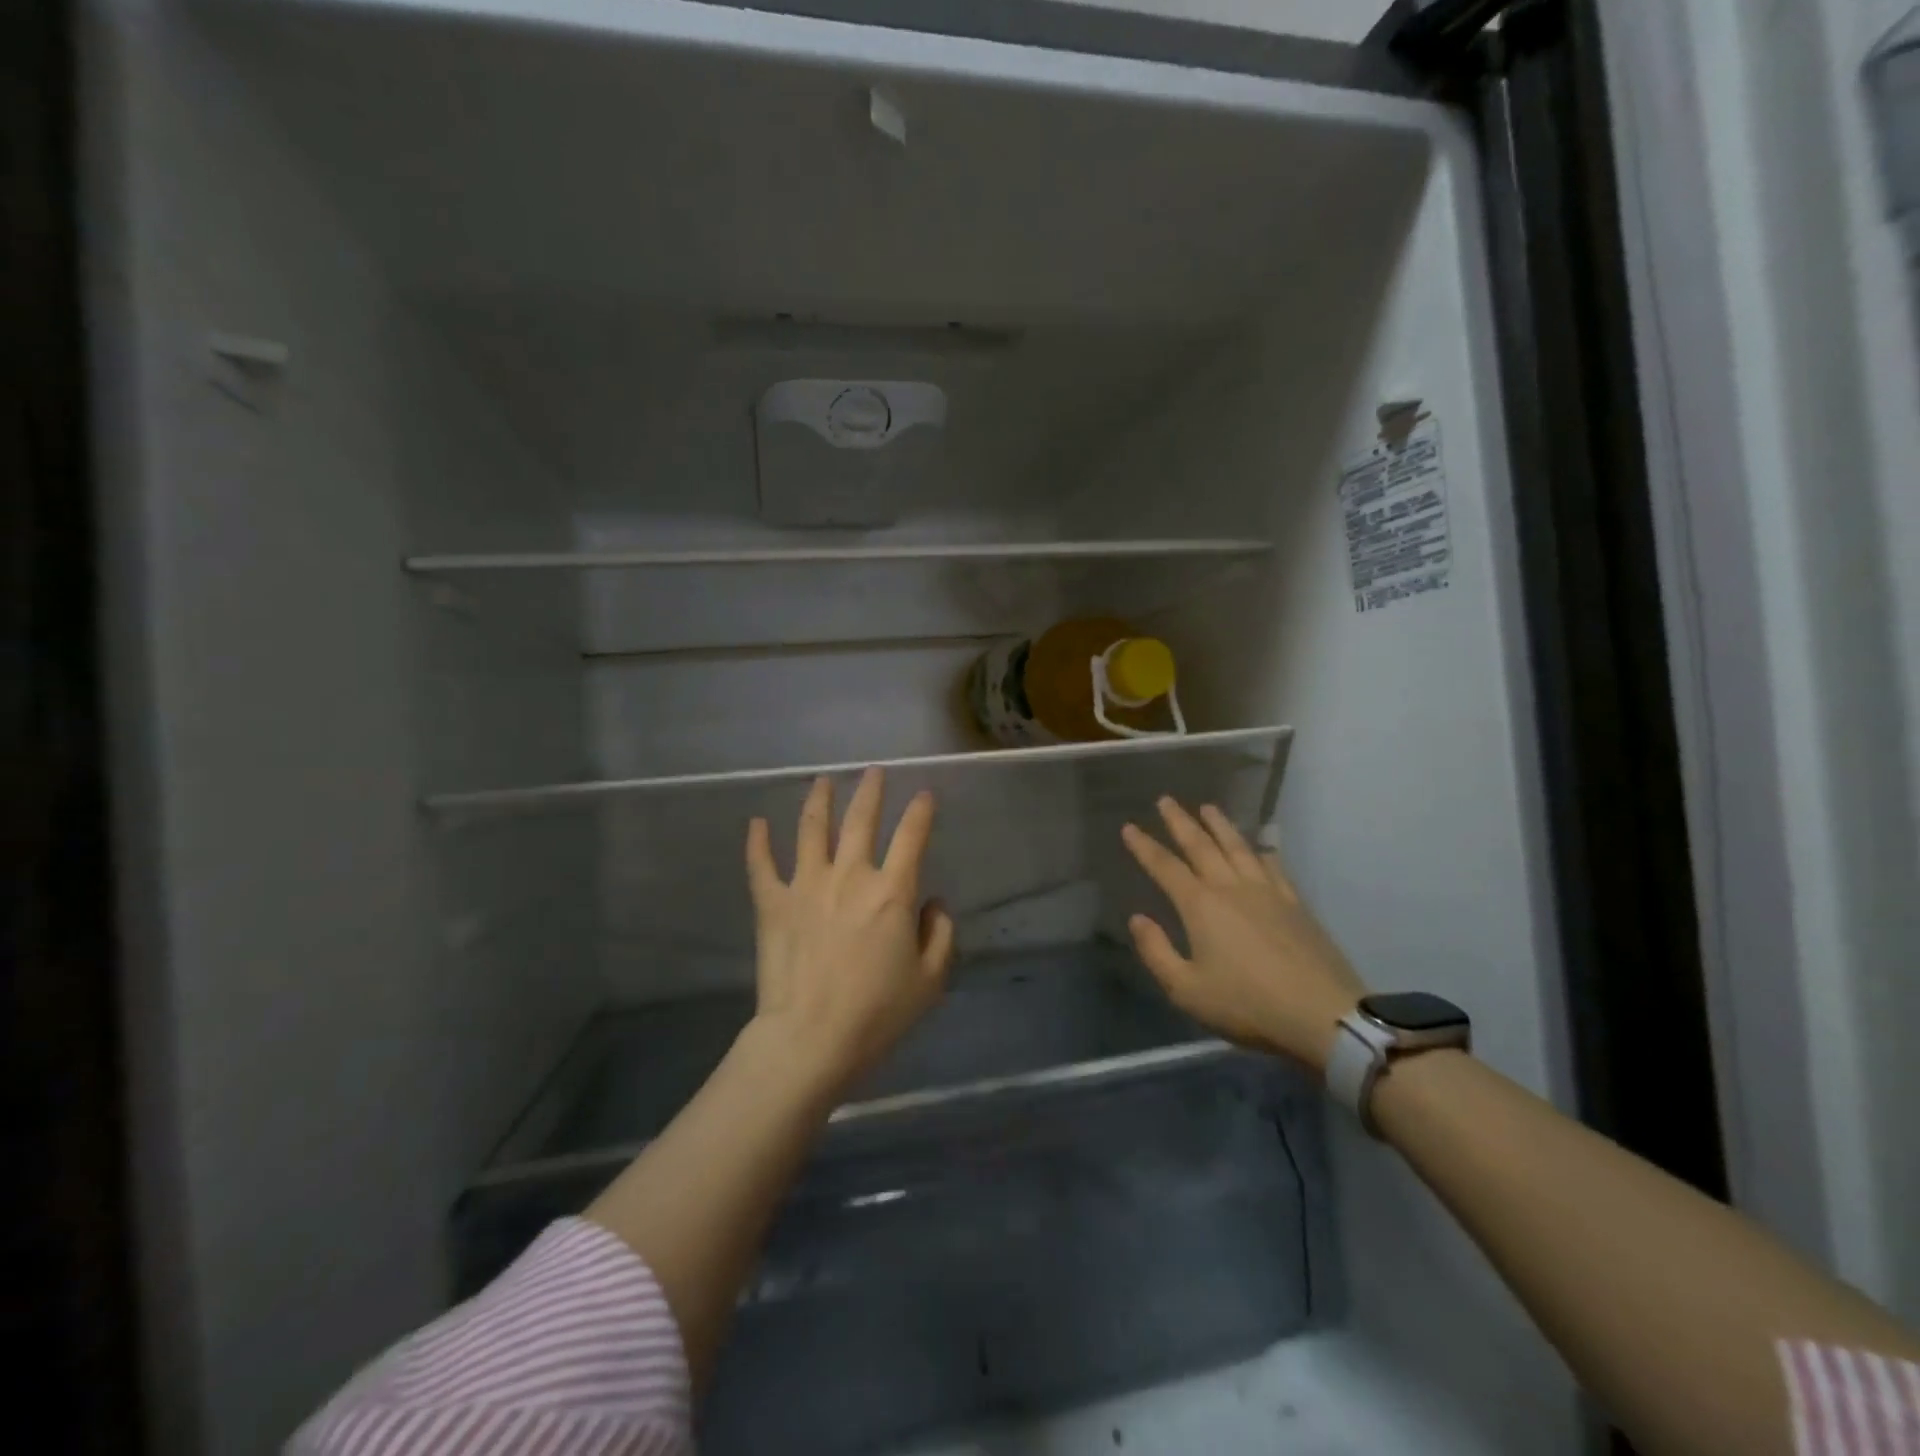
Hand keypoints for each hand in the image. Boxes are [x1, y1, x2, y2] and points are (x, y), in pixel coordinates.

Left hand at [743, 768, 954, 1096]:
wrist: (810, 1039)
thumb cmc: (877, 1014)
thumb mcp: (930, 980)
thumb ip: (940, 935)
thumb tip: (932, 903)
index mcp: (892, 892)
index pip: (912, 837)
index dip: (921, 812)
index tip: (925, 795)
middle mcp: (850, 876)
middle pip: (861, 820)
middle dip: (870, 791)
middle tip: (873, 772)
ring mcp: (806, 885)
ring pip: (813, 829)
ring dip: (819, 800)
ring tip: (823, 780)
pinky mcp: (772, 903)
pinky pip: (761, 865)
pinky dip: (758, 842)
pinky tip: (757, 822)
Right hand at [1122, 797, 1364, 1074]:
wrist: (1322, 1015)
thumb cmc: (1247, 1005)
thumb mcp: (1186, 989)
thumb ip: (1156, 951)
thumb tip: (1137, 919)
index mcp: (1200, 906)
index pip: (1165, 867)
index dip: (1144, 846)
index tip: (1129, 827)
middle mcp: (1231, 888)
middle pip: (1201, 845)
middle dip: (1180, 822)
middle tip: (1166, 800)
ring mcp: (1267, 892)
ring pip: (1238, 847)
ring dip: (1220, 825)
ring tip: (1208, 808)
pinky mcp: (1295, 904)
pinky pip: (1273, 866)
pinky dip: (1261, 850)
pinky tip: (1260, 846)